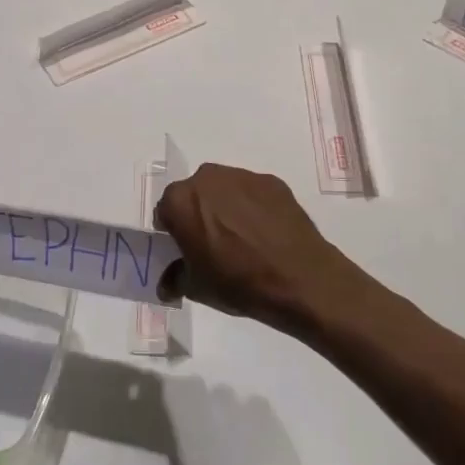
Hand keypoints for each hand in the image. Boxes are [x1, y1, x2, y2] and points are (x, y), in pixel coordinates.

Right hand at [154, 164, 388, 339]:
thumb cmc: (237, 282)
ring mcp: (242, 177)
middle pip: (194, 194)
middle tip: (213, 243)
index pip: (165, 211)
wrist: (299, 279)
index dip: (172, 231)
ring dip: (225, 206)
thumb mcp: (195, 288)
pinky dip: (253, 207)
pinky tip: (265, 233)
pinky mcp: (272, 182)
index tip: (185, 249)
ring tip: (242, 238)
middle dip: (198, 213)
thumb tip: (167, 284)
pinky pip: (252, 193)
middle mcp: (207, 179)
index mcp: (180, 201)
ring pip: (223, 189)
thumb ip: (174, 278)